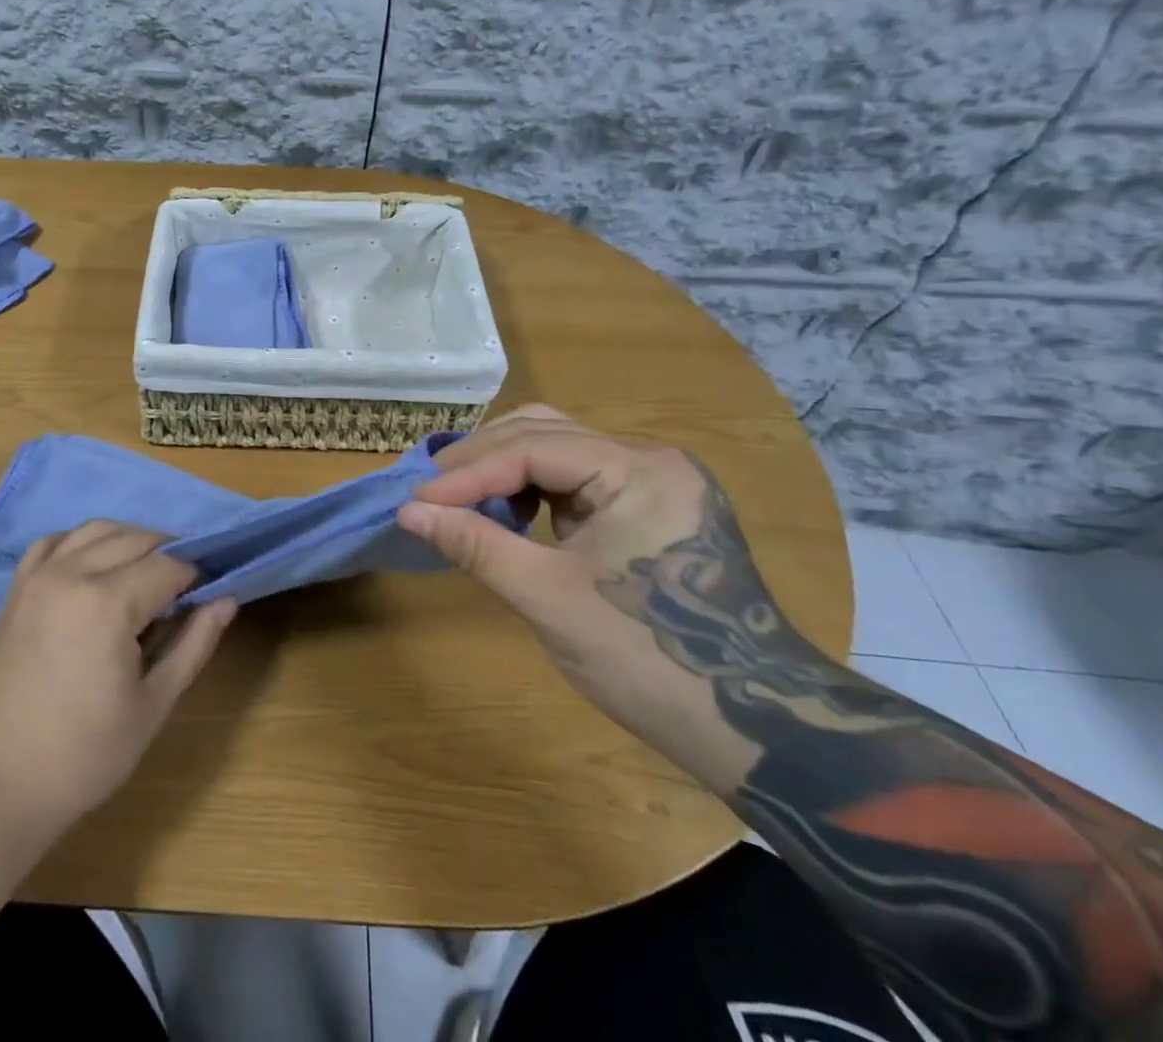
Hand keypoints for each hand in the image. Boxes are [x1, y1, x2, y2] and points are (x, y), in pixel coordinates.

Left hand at [0, 521, 236, 825]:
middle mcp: (72, 573)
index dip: (194, 577)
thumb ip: (193, 645)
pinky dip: (81, 542)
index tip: (206, 597)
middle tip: (180, 591)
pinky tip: (93, 567)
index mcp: (108, 603)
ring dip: (128, 541)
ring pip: (96, 529)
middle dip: (166, 555)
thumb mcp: (152, 705)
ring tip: (142, 575)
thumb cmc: (82, 755)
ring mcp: (38, 575)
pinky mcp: (16, 587)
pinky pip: (54, 541)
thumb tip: (227, 600)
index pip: (168, 566)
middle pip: (135, 538)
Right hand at [398, 405, 769, 724]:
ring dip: (503, 469)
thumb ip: (475, 545)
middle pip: (543, 432)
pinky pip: (575, 479)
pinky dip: (531, 489)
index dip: (468, 473)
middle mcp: (648, 461)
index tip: (417, 501)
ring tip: (459, 500)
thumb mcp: (549, 599)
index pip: (532, 448)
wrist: (754, 730)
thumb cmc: (649, 660)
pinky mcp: (648, 509)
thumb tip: (409, 513)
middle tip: (431, 493)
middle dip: (481, 460)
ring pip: (558, 450)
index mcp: (638, 471)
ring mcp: (653, 483)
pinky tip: (507, 515)